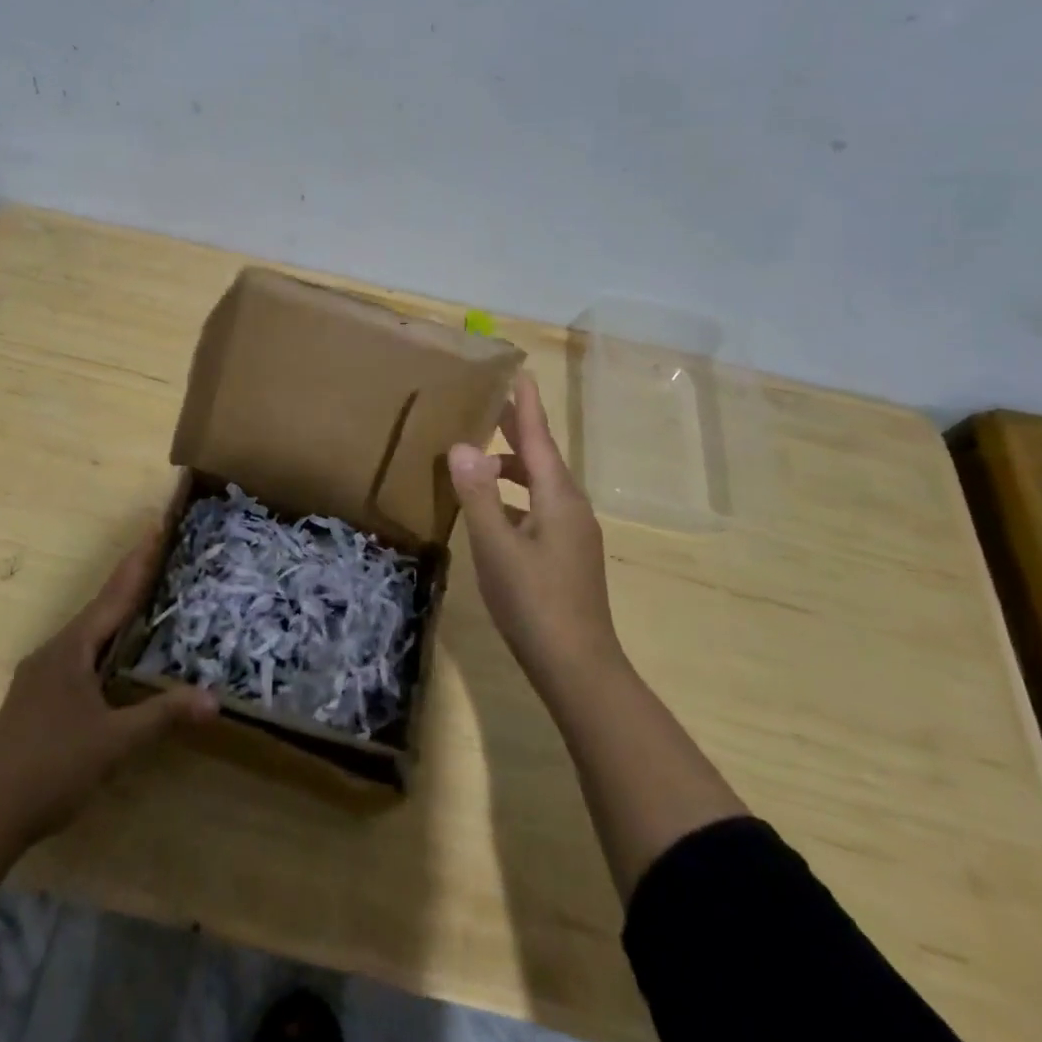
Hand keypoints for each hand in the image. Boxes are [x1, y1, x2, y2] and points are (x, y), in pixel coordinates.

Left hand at [0, 526, 217, 849]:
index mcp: (72, 649)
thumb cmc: (53, 768)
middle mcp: (54, 650)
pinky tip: (110, 651)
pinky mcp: (35, 695)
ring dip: (115, 608)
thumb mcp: (115, 742)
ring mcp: (40, 673)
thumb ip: (163, 715)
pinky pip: (77, 651)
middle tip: (157, 548)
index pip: (114, 596)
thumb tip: (214, 699)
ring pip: (87, 630)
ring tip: (141, 591)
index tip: (156, 526)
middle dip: (129, 577)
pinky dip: (102, 638)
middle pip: (100, 606)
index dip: (139, 562)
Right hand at [448, 370, 624, 702]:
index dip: (526, 406)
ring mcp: (572, 533)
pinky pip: (538, 507)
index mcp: (558, 498)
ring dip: (512, 466)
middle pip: (541, 457)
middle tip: (490, 404)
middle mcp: (571, 507)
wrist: (579, 668)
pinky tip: (492, 510)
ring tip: (479, 458)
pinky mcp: (567, 555)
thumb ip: (478, 496)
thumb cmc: (535, 603)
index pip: (538, 438)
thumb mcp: (497, 547)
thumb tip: (462, 446)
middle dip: (517, 430)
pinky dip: (515, 495)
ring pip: (539, 485)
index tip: (520, 373)